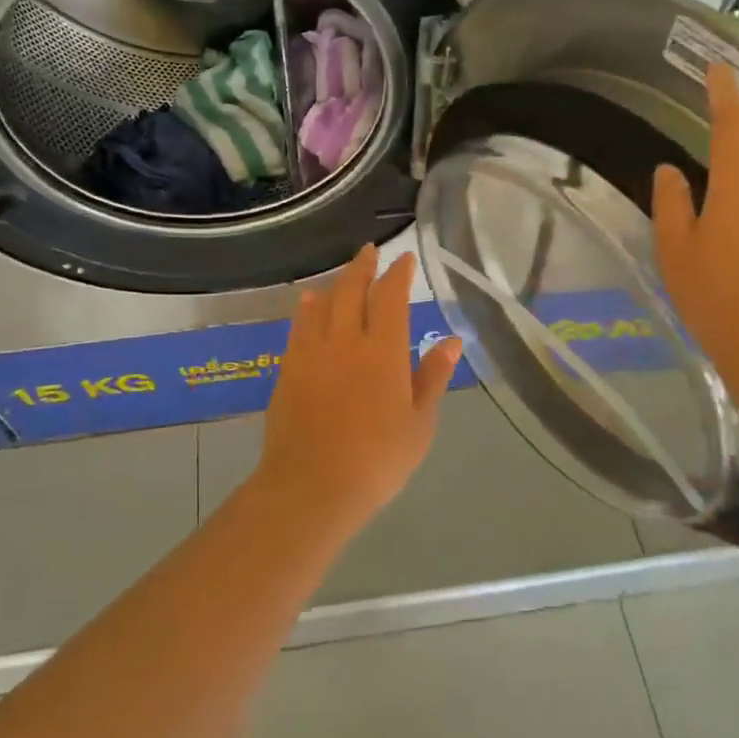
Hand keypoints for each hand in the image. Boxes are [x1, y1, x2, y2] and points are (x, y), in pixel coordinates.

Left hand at [257, 246, 461, 527]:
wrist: (312, 485)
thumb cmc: (377, 460)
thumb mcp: (419, 423)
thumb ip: (432, 377)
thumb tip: (451, 341)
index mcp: (383, 351)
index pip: (390, 298)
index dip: (398, 275)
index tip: (404, 260)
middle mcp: (345, 340)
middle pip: (352, 290)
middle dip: (362, 267)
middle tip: (369, 252)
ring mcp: (312, 353)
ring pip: (323, 304)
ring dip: (335, 284)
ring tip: (343, 274)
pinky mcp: (288, 368)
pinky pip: (299, 327)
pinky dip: (307, 310)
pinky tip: (309, 304)